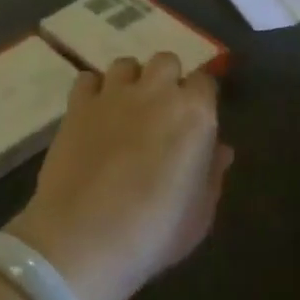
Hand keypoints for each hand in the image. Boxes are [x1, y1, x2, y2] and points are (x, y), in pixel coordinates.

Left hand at [7, 54, 231, 299]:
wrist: (85, 237)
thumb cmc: (154, 232)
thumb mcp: (199, 214)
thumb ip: (213, 174)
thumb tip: (220, 149)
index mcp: (195, 113)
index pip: (205, 82)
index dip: (200, 98)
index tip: (195, 120)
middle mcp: (157, 91)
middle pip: (166, 61)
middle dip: (167, 79)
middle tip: (161, 111)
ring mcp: (114, 93)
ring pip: (126, 64)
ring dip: (130, 81)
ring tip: (125, 108)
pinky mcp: (78, 104)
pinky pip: (88, 79)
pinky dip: (92, 91)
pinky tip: (93, 114)